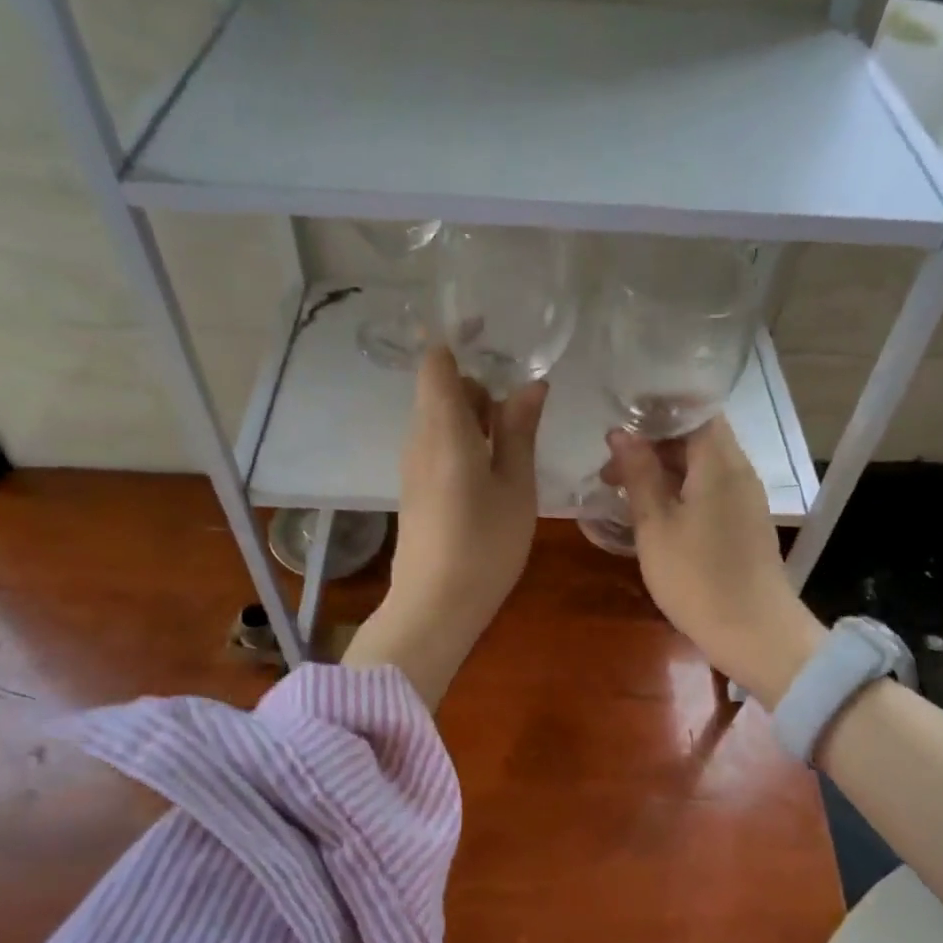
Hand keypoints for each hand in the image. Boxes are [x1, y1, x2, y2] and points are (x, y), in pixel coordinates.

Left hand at [343, 348, 546, 704]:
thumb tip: (530, 384)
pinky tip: (493, 473)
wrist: (435, 605)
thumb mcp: (515, 485)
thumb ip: (519, 430)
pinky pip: (437, 444)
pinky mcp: (415, 487)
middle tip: (520, 418)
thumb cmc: (484, 543)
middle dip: (480, 389)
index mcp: (443, 427)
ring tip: (512, 450)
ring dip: (476, 419)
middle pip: (441, 388)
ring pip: (440, 418)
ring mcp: (413, 464)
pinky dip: (465, 441)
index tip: (494, 336)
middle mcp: (419, 437)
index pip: (435, 362)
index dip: (458, 341)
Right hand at [606, 417, 822, 707]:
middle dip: (651, 445)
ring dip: (662, 469)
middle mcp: (738, 471)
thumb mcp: (655, 524)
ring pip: (701, 464)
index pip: (692, 411)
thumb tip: (621, 432)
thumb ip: (638, 473)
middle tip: (609, 469)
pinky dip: (679, 489)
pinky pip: (709, 487)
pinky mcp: (744, 521)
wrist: (755, 633)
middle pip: (696, 437)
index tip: (619, 421)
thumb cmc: (697, 578)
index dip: (655, 411)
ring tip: (621, 491)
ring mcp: (745, 498)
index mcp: (719, 463)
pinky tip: (651, 512)